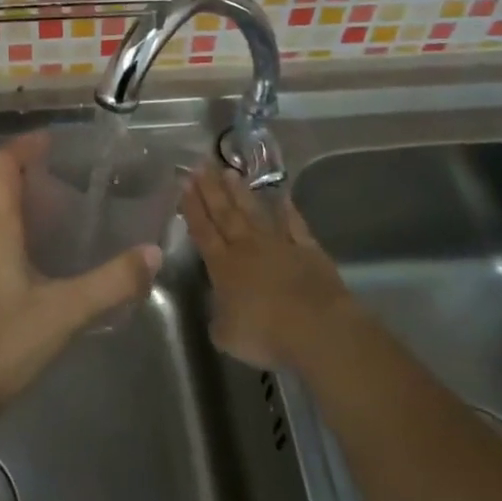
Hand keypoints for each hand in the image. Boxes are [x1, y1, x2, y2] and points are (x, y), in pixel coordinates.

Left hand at [0, 134, 161, 418]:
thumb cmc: (2, 342)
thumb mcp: (65, 312)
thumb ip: (111, 282)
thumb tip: (151, 254)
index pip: (1, 163)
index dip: (26, 146)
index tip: (55, 143)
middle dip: (24, 170)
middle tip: (64, 176)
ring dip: (13, 198)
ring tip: (54, 209)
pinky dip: (5, 224)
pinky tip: (32, 253)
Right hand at [180, 166, 351, 370]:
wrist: (317, 328)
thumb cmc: (265, 334)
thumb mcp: (227, 335)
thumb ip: (218, 319)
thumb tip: (219, 312)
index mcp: (223, 266)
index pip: (203, 231)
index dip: (192, 207)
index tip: (184, 182)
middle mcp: (247, 247)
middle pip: (225, 213)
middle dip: (211, 189)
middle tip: (201, 164)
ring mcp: (279, 245)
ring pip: (255, 212)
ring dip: (241, 193)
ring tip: (229, 171)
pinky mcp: (308, 250)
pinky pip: (295, 225)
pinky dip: (288, 211)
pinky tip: (282, 197)